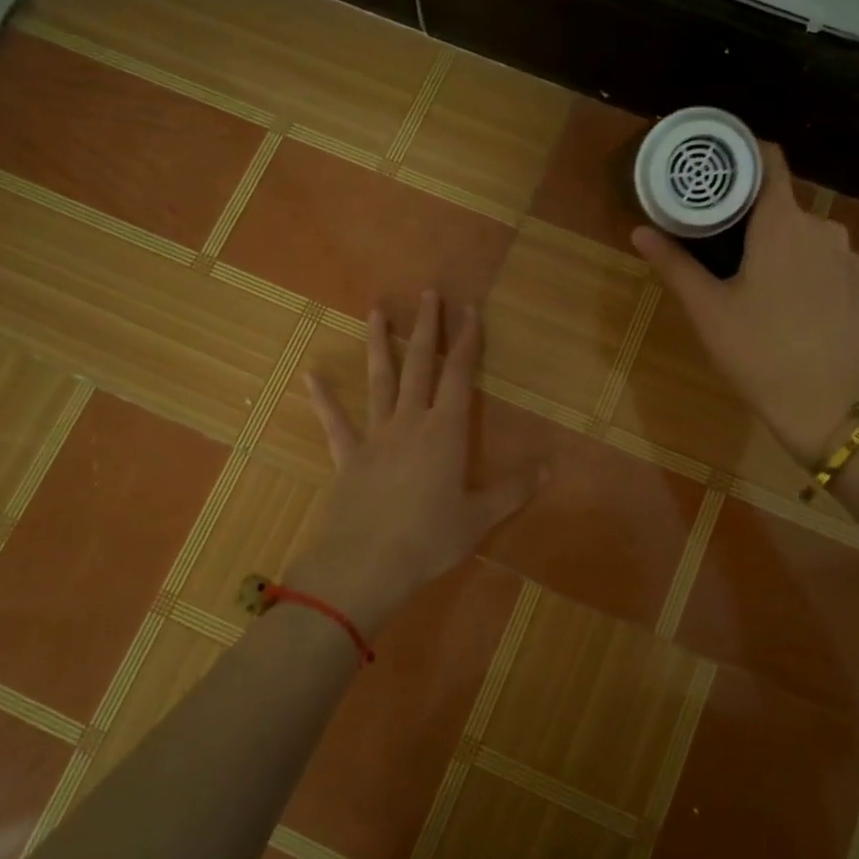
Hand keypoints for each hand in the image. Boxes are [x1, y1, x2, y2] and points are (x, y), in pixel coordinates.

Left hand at [289, 291, 543, 633]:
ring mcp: (375, 437)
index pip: (459, 376)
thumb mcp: (478, 519)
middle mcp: (410, 423)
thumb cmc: (428, 540)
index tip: (470, 311)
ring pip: (379, 381)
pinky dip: (324, 400)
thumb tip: (547, 471)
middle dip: (427, 328)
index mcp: (445, 433)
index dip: (467, 342)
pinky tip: (311, 377)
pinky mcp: (348, 457)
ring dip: (378, 344)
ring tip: (375, 311)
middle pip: (419, 365)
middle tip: (429, 294)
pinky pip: (336, 423)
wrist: (364, 564)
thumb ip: (512, 492)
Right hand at [633, 142, 858, 465]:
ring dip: (791, 255)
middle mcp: (826, 229)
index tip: (723, 172)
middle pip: (787, 209)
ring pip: (814, 242)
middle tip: (732, 258)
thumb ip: (675, 264)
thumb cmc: (758, 352)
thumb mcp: (707, 310)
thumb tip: (640, 230)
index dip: (746, 158)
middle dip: (760, 225)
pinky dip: (819, 280)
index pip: (770, 162)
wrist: (829, 407)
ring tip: (769, 295)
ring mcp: (856, 260)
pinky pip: (838, 269)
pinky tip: (805, 316)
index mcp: (782, 224)